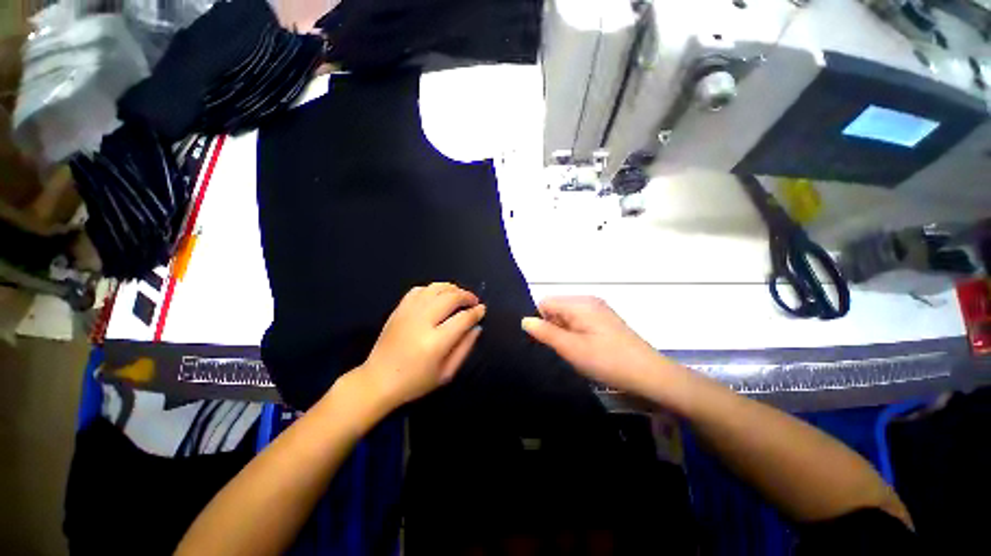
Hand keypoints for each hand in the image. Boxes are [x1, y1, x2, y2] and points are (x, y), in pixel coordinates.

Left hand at [357, 283, 485, 409]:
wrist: (377, 381)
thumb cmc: (415, 382)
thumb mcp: (446, 373)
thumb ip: (465, 348)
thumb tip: (477, 327)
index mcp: (435, 342)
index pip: (463, 318)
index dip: (476, 312)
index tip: (482, 309)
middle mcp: (422, 322)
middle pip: (450, 297)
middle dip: (466, 296)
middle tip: (473, 301)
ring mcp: (408, 313)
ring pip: (435, 288)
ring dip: (452, 288)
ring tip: (459, 295)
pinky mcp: (399, 309)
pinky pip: (419, 289)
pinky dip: (432, 288)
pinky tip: (438, 296)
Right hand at [522, 296, 664, 395]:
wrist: (650, 375)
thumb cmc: (607, 360)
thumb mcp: (571, 348)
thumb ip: (546, 332)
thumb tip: (524, 320)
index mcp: (579, 303)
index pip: (545, 302)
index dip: (541, 321)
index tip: (548, 342)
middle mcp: (588, 300)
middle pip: (556, 307)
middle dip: (553, 327)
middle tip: (564, 349)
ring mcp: (598, 309)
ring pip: (567, 315)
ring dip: (565, 332)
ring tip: (575, 351)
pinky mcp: (604, 319)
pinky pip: (579, 320)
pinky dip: (576, 333)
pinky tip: (586, 349)